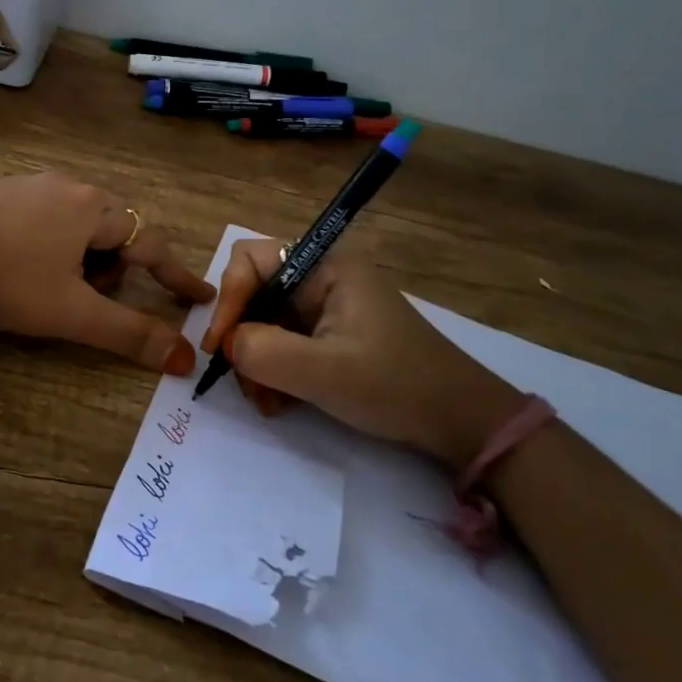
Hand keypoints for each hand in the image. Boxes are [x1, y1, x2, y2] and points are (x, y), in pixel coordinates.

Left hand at [0, 173, 215, 372]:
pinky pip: (45, 219)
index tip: (199, 296)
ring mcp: (30, 185)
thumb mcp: (73, 313)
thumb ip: (130, 333)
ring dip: (81, 259)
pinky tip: (20, 268)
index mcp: (92, 207)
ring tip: (49, 288)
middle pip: (113, 231)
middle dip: (112, 269)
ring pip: (78, 226)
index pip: (151, 242)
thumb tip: (183, 358)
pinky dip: (51, 247)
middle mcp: (67, 186)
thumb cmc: (6, 282)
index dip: (177, 275)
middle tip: (87, 299)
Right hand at [198, 237, 523, 468]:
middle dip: (243, 340)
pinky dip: (275, 371)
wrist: (461, 421)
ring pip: (265, 322)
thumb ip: (264, 352)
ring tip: (268, 402)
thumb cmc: (396, 386)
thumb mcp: (325, 373)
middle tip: (247, 385)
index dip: (229, 300)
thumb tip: (228, 345)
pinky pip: (284, 342)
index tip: (221, 349)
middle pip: (254, 293)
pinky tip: (281, 403)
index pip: (250, 260)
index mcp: (324, 265)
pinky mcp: (331, 333)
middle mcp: (322, 277)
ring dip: (256, 363)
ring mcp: (326, 306)